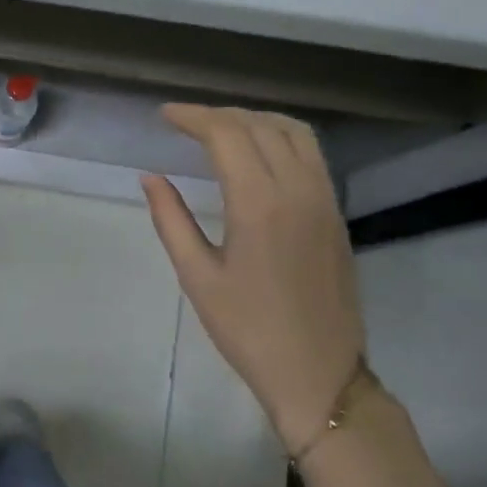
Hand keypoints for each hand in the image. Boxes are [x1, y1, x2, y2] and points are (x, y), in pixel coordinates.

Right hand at [141, 104, 365, 451]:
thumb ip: (171, 219)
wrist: (318, 372)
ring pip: (294, 132)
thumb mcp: (197, 276)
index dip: (193, 117)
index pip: (227, 135)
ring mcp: (324, 199)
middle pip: (260, 125)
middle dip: (219, 114)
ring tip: (220, 126)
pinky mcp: (335, 212)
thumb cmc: (247, 329)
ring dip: (254, 118)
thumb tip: (151, 177)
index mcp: (260, 204)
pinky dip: (280, 135)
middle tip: (184, 121)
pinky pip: (311, 153)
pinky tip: (258, 151)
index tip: (164, 115)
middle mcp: (298, 189)